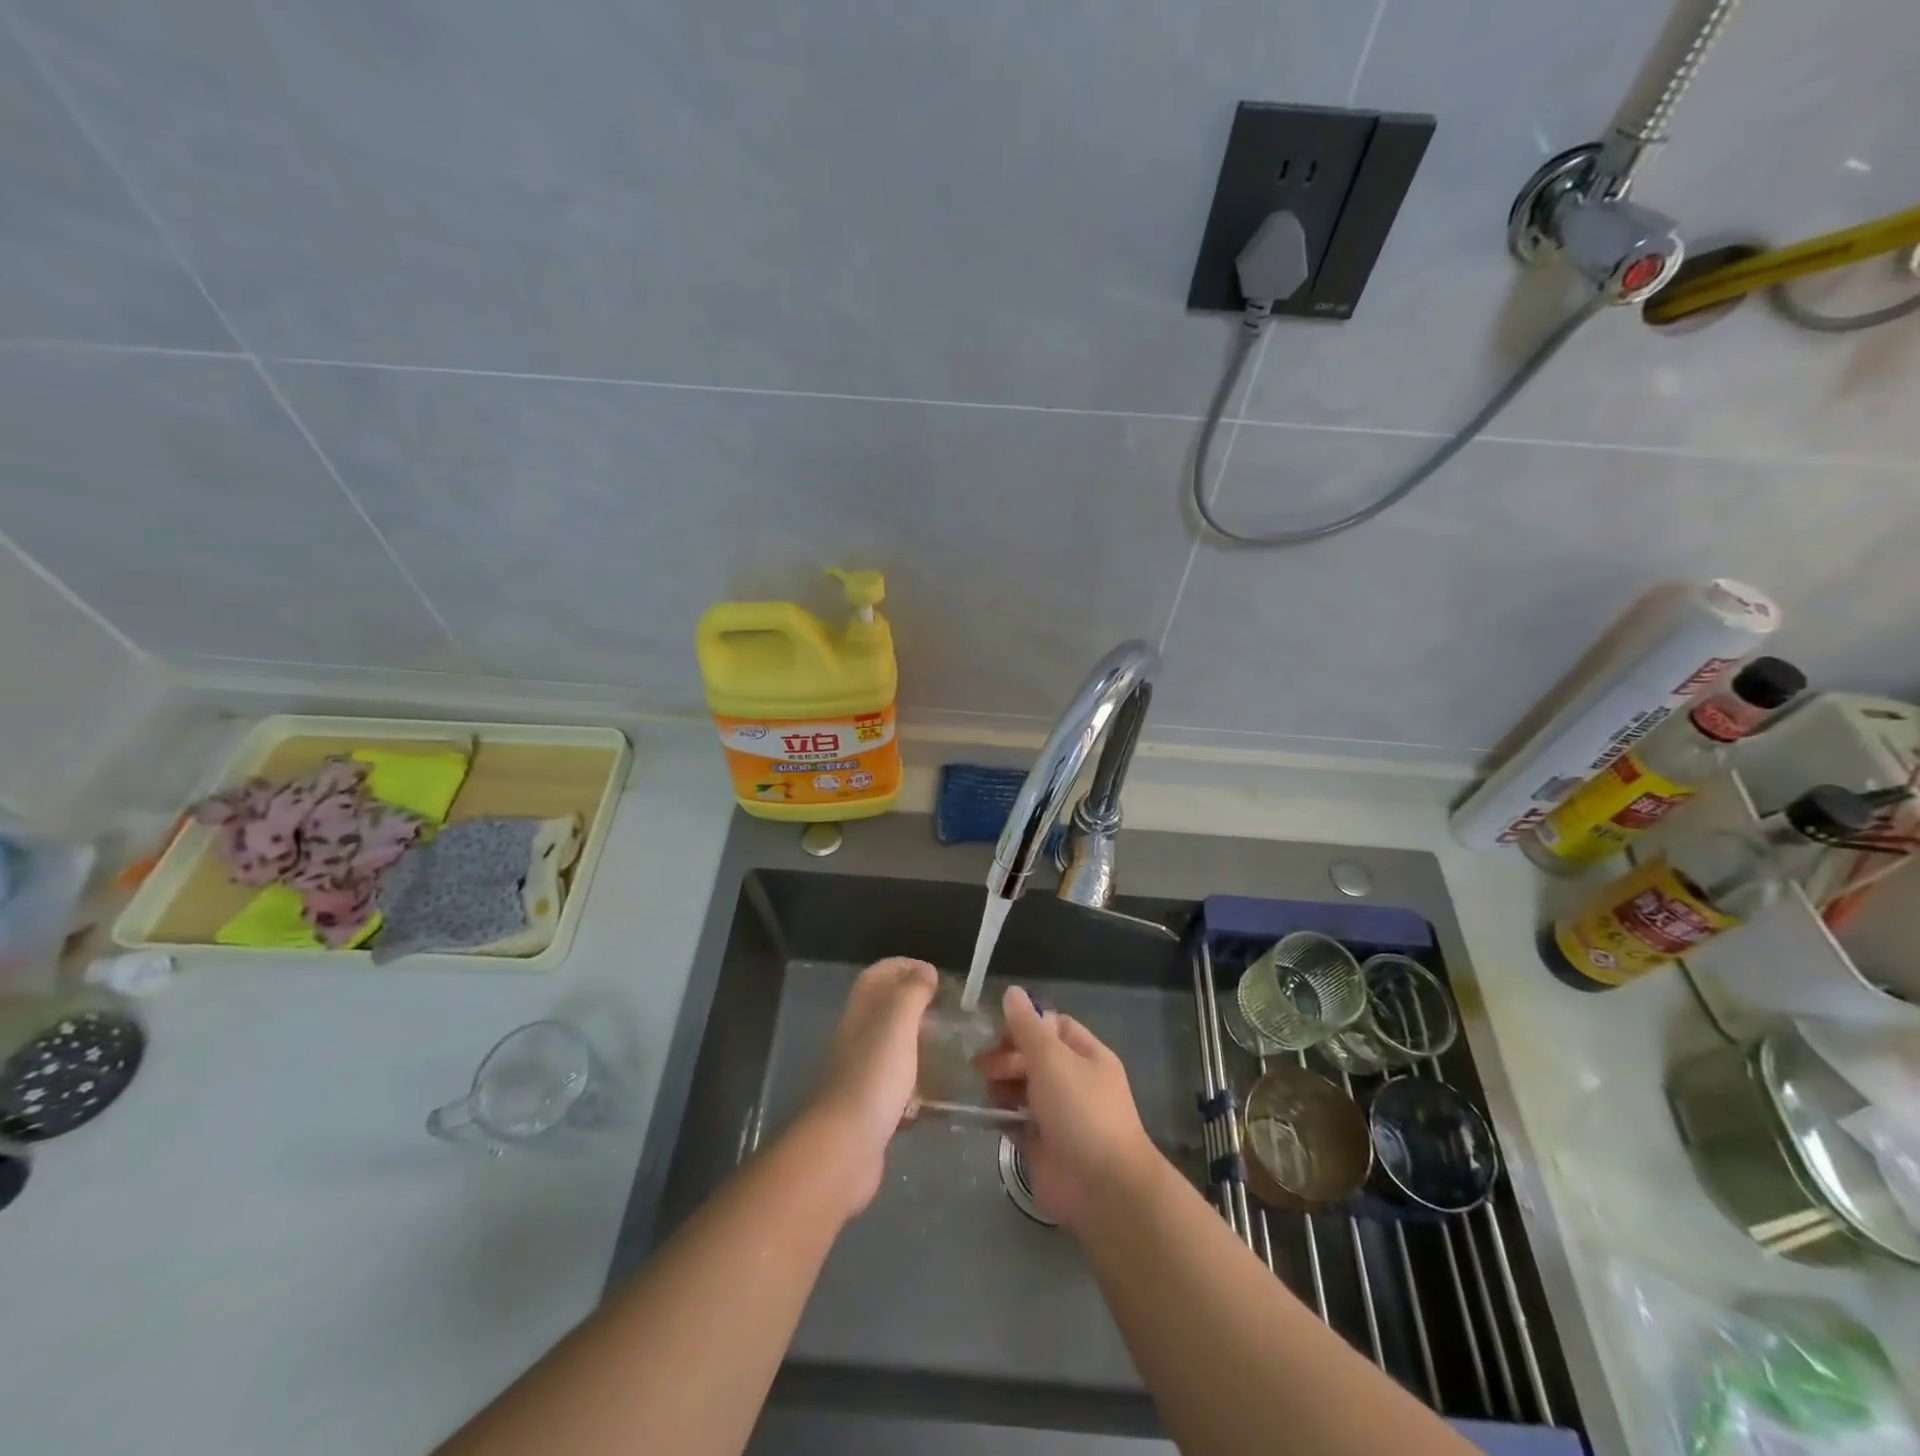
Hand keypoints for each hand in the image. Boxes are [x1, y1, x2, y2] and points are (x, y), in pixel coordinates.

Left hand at [801, 957, 938, 1213]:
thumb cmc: (873, 1077)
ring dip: (920, 1043)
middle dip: (916, 1003)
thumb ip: (911, 992)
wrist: (845, 1148)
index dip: (903, 966)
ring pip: (893, 1047)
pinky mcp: (873, 1108)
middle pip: (885, 1009)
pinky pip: (899, 1086)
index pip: (878, 975)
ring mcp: (864, 1074)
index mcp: (860, 1013)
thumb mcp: (896, 1023)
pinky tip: (940, 1092)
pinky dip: (919, 1084)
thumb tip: (925, 971)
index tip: (936, 974)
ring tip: (952, 1046)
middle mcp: (858, 1038)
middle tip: (949, 1010)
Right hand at [972, 985, 1161, 1228]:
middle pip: (1034, 1057)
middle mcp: (1074, 1081)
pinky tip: (984, 1112)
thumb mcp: (1052, 1059)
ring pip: (1023, 1088)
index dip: (1026, 1024)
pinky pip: (1016, 1120)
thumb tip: (1012, 991)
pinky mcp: (1042, 1144)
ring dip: (1002, 1084)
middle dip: (1007, 1056)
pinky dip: (1001, 1115)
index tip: (998, 1031)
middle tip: (983, 1065)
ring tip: (984, 1088)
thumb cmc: (1081, 1111)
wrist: (1102, 1188)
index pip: (1053, 1026)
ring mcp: (1058, 1114)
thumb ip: (1027, 1026)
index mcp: (1086, 1056)